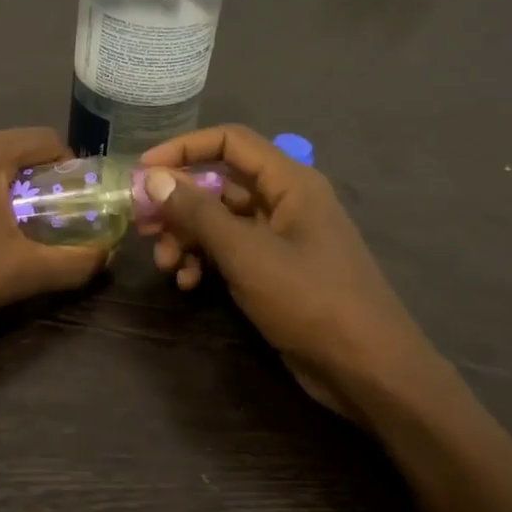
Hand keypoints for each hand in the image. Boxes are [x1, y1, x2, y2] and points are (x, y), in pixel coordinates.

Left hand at [0, 128, 106, 353]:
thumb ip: (74, 261)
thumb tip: (106, 254)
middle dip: (35, 185)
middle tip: (44, 227)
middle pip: (12, 151)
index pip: (45, 140)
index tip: (75, 206)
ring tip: (4, 237)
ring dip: (2, 192)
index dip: (71, 170)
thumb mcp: (21, 273)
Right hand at [138, 125, 451, 418]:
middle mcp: (286, 201)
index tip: (144, 171)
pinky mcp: (277, 271)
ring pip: (222, 221)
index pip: (230, 142)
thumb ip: (198, 213)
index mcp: (290, 182)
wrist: (367, 369)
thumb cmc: (310, 300)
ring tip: (165, 265)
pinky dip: (206, 261)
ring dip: (188, 237)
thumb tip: (155, 177)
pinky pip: (232, 251)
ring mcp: (282, 238)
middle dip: (179, 204)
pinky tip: (188, 283)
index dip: (184, 148)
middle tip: (144, 227)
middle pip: (220, 184)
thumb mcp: (247, 253)